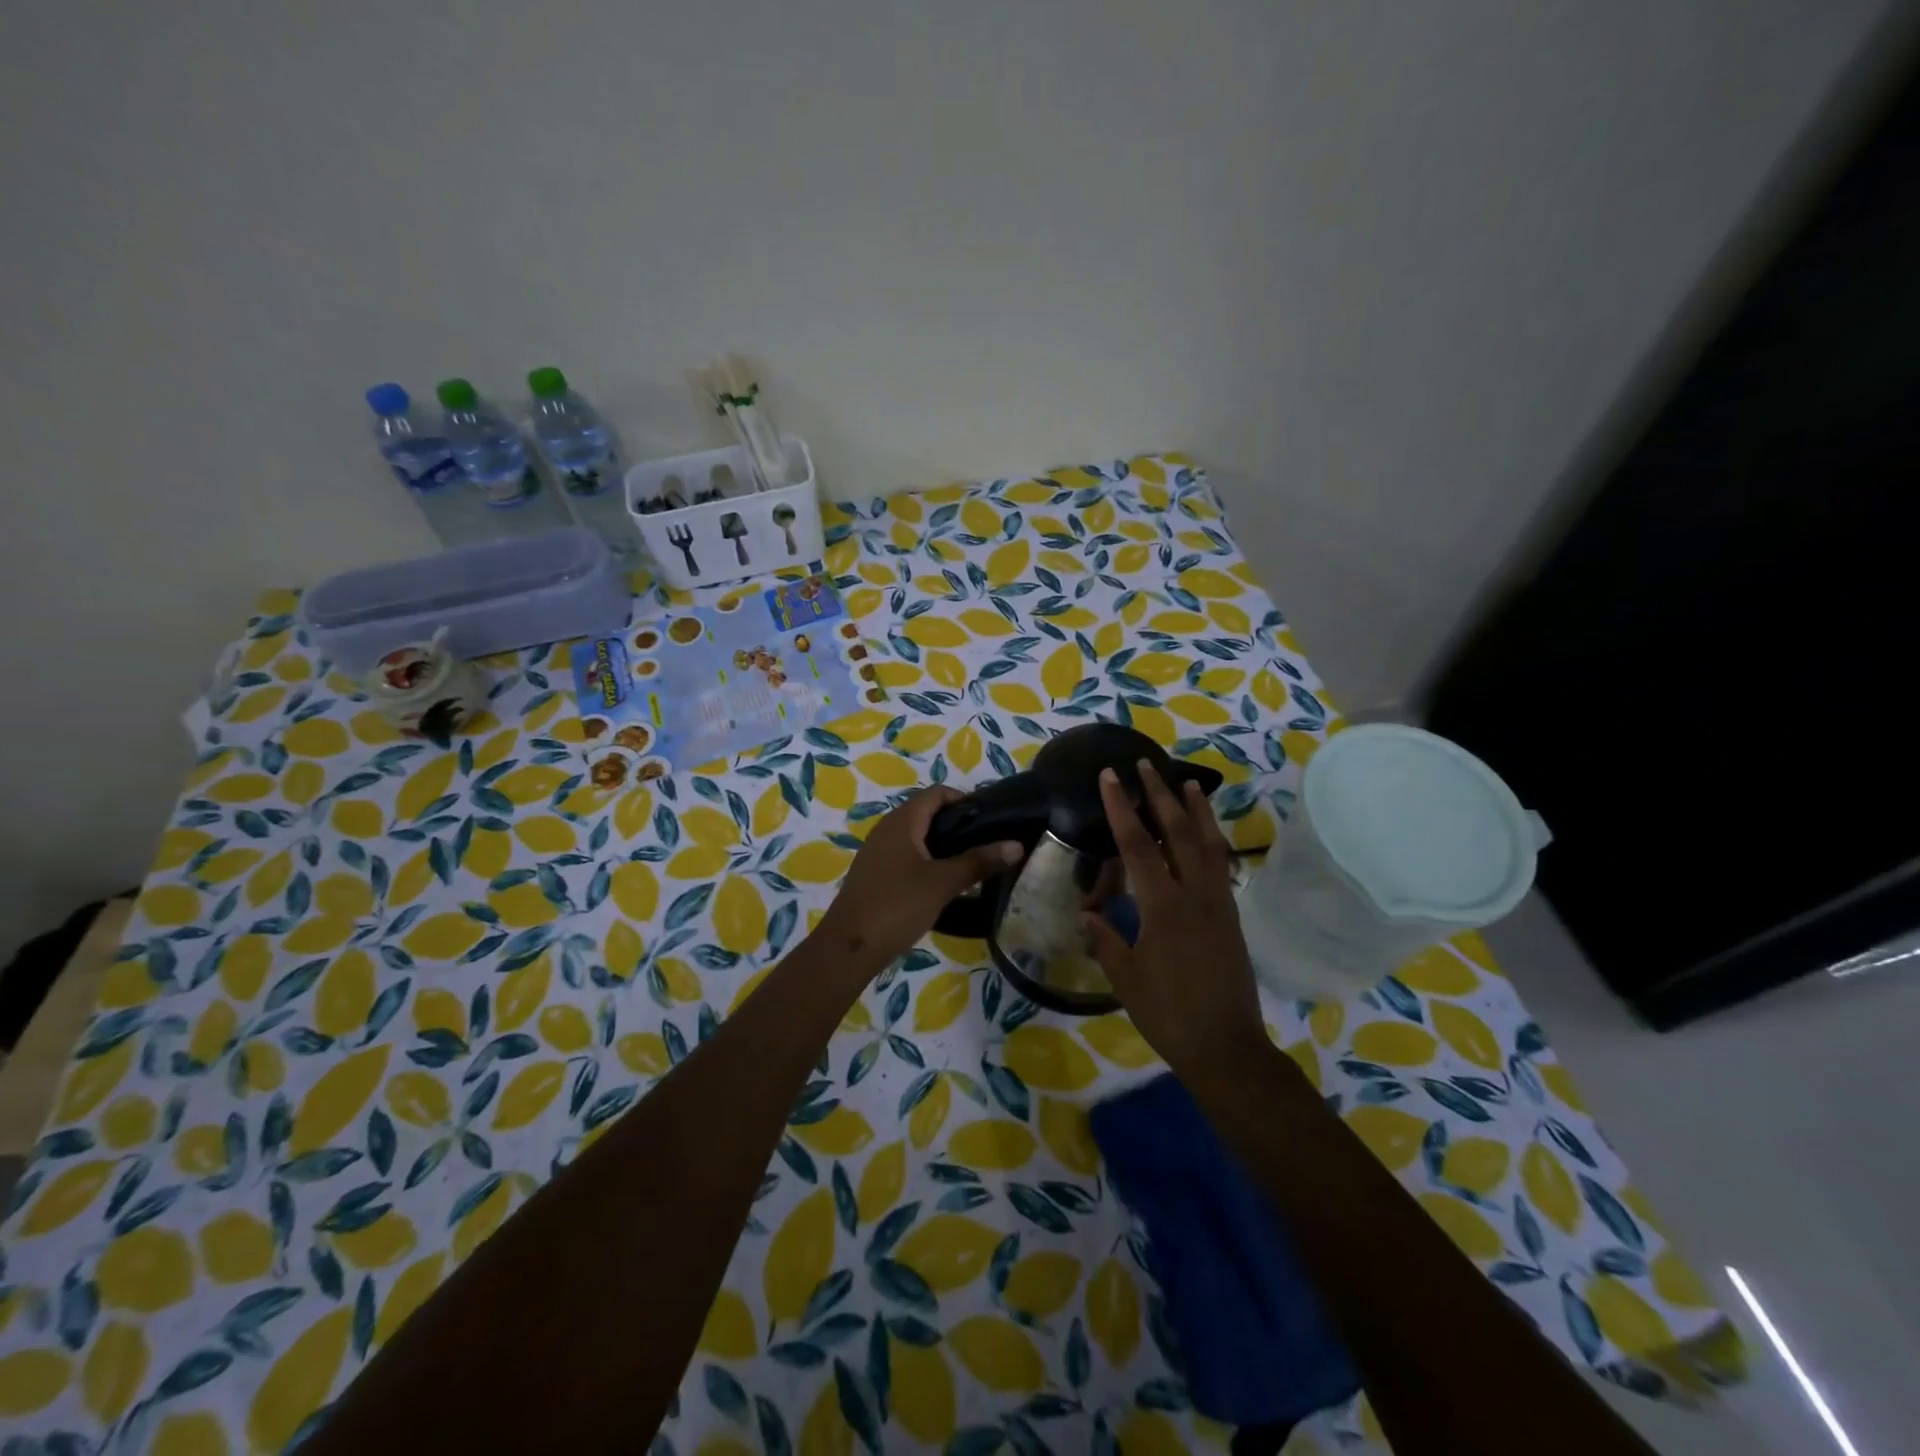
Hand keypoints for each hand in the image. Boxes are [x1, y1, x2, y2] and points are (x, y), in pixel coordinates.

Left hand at [816, 787, 1021, 972]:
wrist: (849, 947)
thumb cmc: (897, 905)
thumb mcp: (943, 883)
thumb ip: (979, 861)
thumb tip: (1016, 845)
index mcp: (902, 821)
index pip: (937, 793)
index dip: (964, 799)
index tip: (992, 818)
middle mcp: (887, 829)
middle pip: (926, 813)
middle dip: (957, 823)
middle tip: (987, 842)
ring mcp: (877, 852)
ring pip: (917, 836)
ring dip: (943, 844)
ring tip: (972, 862)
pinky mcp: (874, 874)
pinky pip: (906, 855)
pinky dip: (927, 860)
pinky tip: (944, 883)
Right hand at [1083, 762, 1266, 1072]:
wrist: (1225, 1045)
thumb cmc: (1167, 1013)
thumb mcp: (1125, 977)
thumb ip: (1107, 939)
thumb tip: (1089, 914)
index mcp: (1162, 906)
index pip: (1137, 845)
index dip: (1122, 807)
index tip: (1110, 777)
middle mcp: (1194, 894)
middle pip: (1177, 832)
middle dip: (1160, 795)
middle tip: (1147, 764)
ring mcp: (1218, 903)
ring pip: (1207, 844)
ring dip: (1196, 810)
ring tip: (1187, 782)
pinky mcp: (1231, 916)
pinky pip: (1221, 866)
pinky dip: (1213, 841)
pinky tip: (1208, 834)